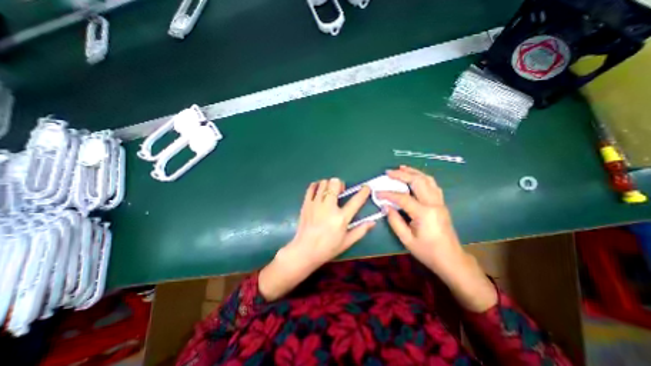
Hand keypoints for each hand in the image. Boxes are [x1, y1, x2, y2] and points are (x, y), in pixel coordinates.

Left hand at [258, 179, 372, 301]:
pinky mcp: (306, 204)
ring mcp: (316, 204)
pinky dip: (316, 186)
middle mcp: (329, 207)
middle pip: (335, 183)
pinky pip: (311, 187)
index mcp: (341, 218)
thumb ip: (360, 230)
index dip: (363, 192)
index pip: (356, 201)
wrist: (305, 251)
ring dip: (329, 185)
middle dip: (340, 184)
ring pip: (323, 183)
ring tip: (329, 193)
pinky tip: (319, 191)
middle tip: (340, 191)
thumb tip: (372, 222)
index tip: (366, 188)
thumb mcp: (347, 242)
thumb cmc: (327, 248)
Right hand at [377, 166, 498, 311]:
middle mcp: (433, 204)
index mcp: (424, 213)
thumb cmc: (427, 251)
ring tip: (401, 168)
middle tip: (388, 172)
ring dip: (413, 172)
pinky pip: (433, 185)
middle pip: (417, 182)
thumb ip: (394, 221)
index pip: (402, 198)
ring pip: (427, 180)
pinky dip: (422, 177)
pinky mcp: (441, 203)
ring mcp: (440, 202)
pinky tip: (415, 176)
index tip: (377, 193)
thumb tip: (385, 206)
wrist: (451, 259)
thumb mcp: (406, 239)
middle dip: (401, 174)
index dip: (388, 194)